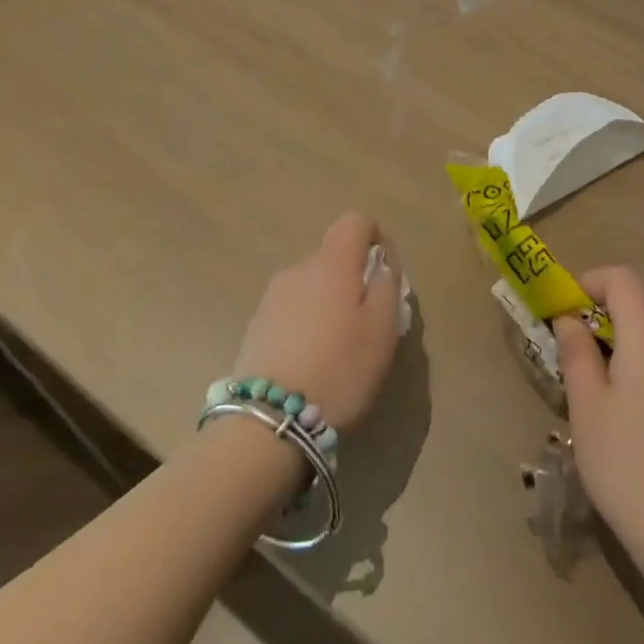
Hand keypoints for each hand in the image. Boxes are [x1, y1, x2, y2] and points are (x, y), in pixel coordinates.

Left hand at [233, 211, 402, 432]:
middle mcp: (298, 269)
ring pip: (312, 285)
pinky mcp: (255, 327)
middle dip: (353, 278)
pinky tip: (311, 362)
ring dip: (329, 302)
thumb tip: (380, 263)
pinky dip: (307, 324)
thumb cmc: (340, 369)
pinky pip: (292, 310)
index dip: (376, 237)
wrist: (269, 422)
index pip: (356, 221)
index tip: (386, 273)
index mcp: (332, 263)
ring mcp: (271, 298)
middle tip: (368, 322)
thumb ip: (387, 283)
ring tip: (338, 348)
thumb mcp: (383, 328)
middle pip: (333, 256)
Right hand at [553, 267, 643, 589]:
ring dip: (613, 344)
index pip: (622, 278)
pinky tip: (616, 412)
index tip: (562, 310)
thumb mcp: (587, 407)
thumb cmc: (627, 464)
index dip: (588, 281)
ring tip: (585, 386)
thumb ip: (576, 352)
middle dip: (596, 316)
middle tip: (565, 350)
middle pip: (635, 306)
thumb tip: (569, 318)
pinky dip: (632, 366)